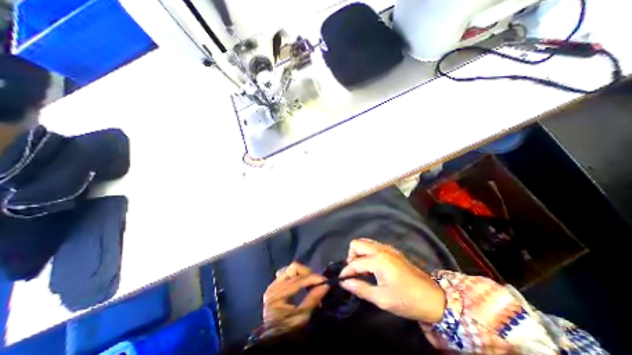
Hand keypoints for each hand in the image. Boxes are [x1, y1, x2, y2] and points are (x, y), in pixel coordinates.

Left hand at [262, 261, 331, 332]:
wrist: (272, 340)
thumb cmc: (287, 330)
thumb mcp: (302, 318)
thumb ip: (312, 299)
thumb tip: (325, 286)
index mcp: (279, 295)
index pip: (299, 280)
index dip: (313, 278)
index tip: (325, 280)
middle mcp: (274, 286)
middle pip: (294, 269)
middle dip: (308, 273)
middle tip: (317, 280)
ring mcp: (273, 284)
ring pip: (289, 268)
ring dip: (301, 272)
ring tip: (309, 279)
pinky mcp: (273, 285)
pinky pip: (285, 273)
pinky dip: (294, 274)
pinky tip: (299, 280)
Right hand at [341, 239, 443, 322]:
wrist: (434, 298)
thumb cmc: (407, 300)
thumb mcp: (382, 299)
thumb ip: (360, 288)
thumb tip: (344, 282)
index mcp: (378, 259)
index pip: (355, 263)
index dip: (346, 272)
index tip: (342, 280)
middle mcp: (381, 249)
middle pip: (357, 243)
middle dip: (351, 257)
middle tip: (354, 273)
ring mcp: (387, 248)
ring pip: (365, 243)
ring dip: (359, 254)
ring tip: (362, 270)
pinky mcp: (392, 251)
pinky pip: (373, 246)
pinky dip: (367, 253)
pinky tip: (372, 267)